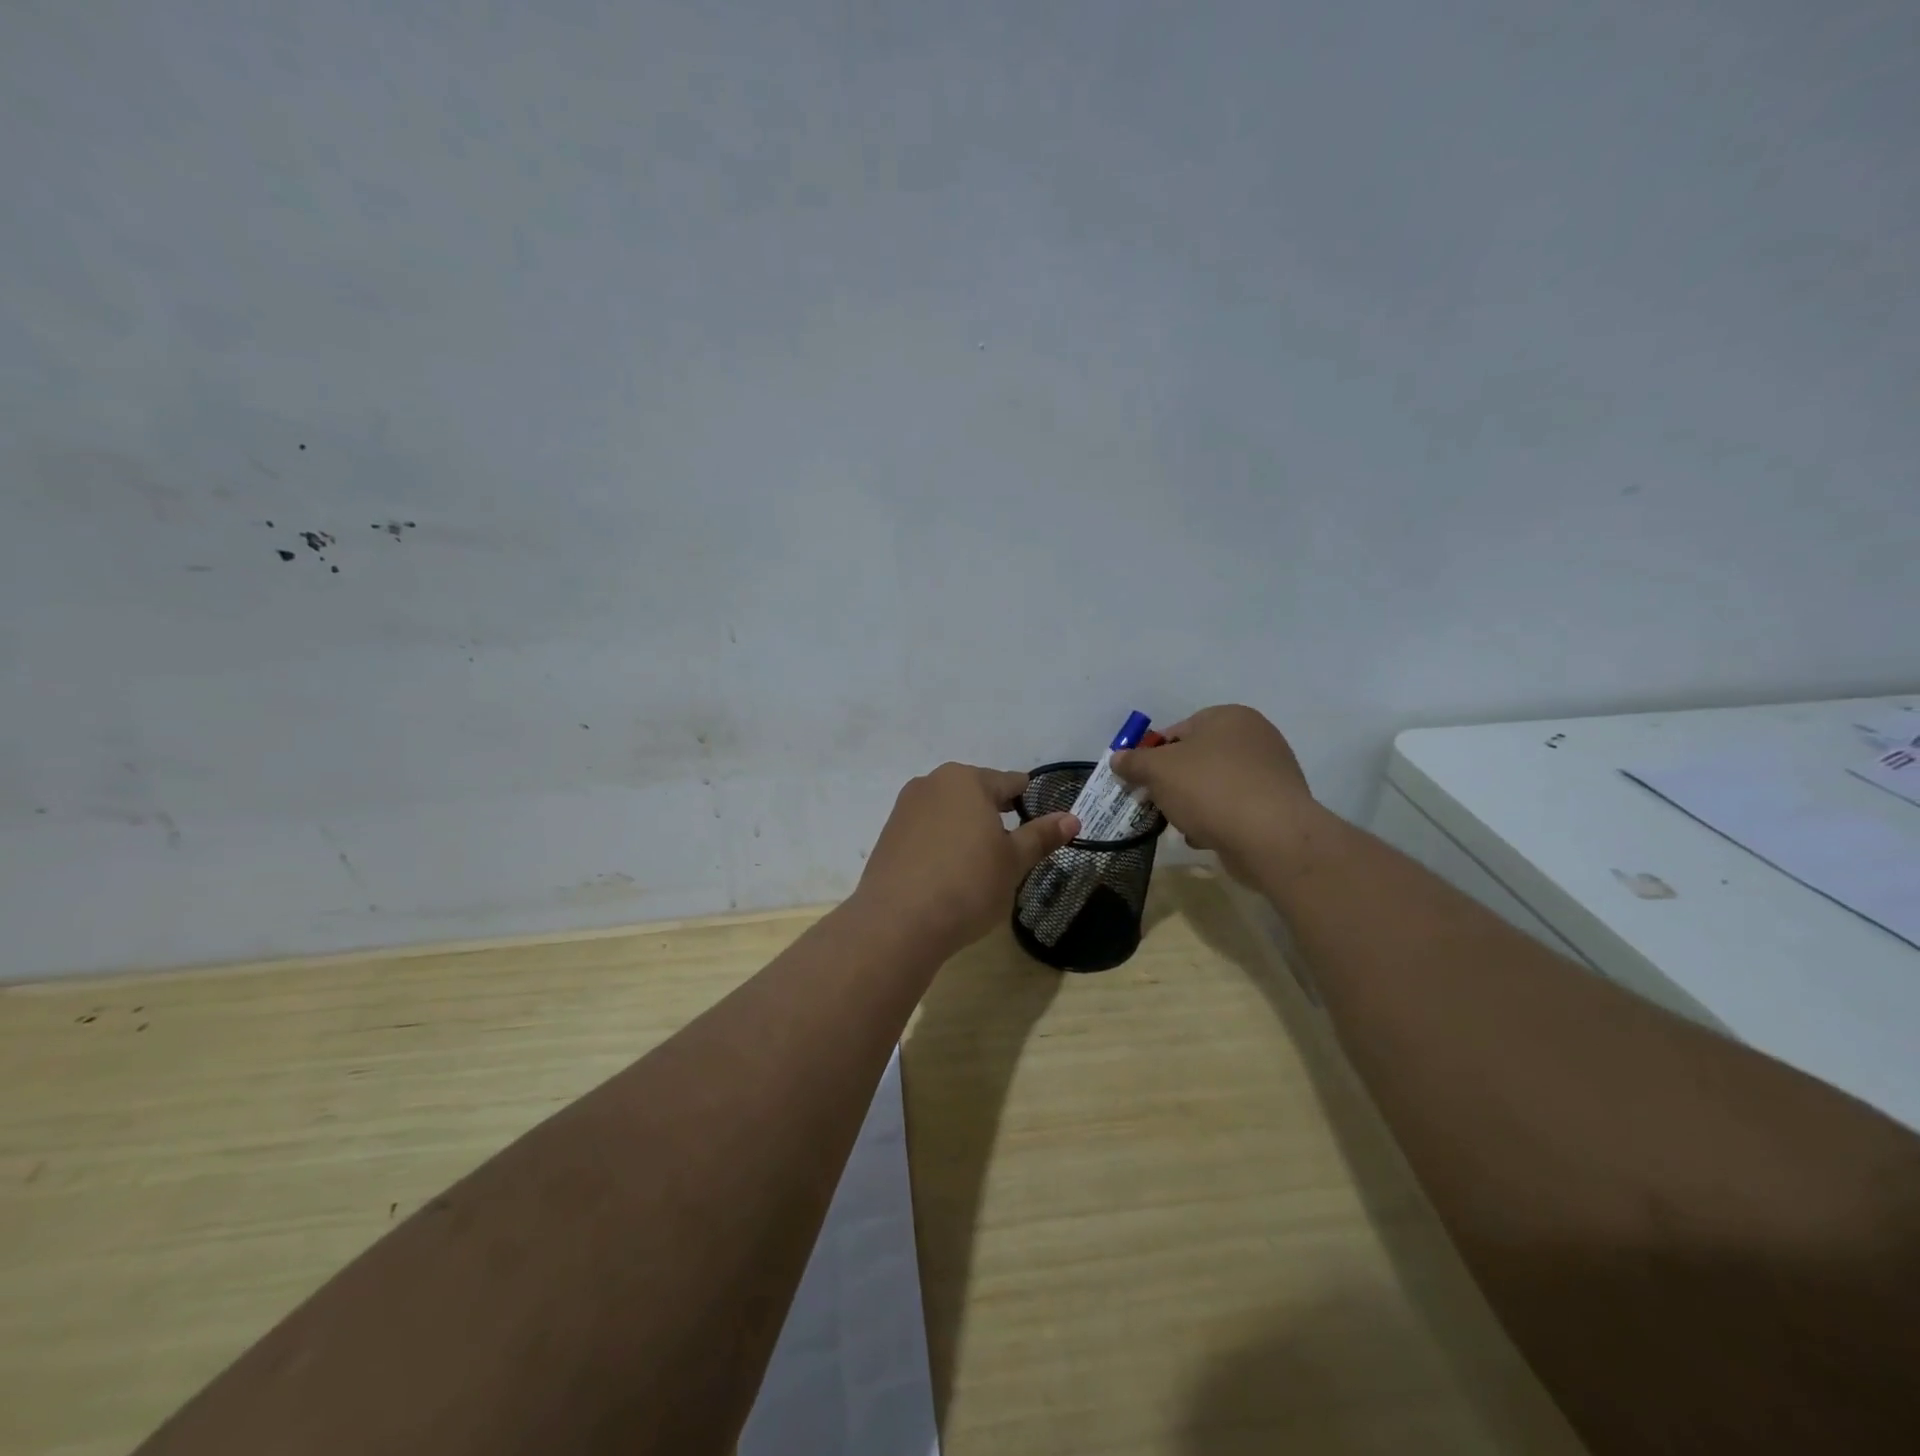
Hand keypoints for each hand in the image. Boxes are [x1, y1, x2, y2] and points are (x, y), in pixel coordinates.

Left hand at [850, 764, 1078, 960]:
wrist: (898, 921)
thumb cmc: (967, 884)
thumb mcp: (1013, 862)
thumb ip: (1041, 836)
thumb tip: (1072, 818)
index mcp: (966, 780)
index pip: (1010, 783)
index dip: (1029, 803)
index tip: (1040, 828)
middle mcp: (932, 783)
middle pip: (976, 793)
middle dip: (995, 817)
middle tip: (1011, 852)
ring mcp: (905, 808)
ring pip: (949, 812)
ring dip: (966, 829)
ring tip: (979, 866)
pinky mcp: (888, 835)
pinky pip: (926, 831)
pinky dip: (941, 844)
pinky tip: (947, 874)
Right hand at [1110, 705, 1328, 885]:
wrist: (1271, 837)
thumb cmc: (1210, 789)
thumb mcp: (1158, 770)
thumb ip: (1134, 762)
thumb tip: (1118, 758)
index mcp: (1228, 716)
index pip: (1177, 731)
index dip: (1152, 756)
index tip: (1140, 781)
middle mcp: (1254, 736)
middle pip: (1196, 759)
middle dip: (1173, 783)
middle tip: (1157, 804)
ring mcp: (1270, 771)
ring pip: (1214, 786)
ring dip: (1194, 804)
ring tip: (1183, 824)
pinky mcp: (1278, 805)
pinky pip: (1235, 807)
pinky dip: (1218, 820)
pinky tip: (1207, 836)